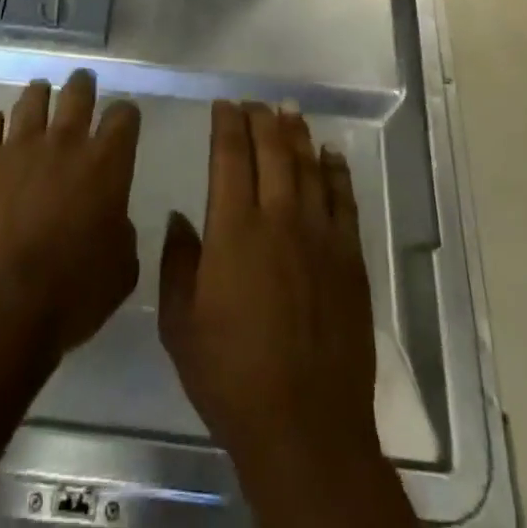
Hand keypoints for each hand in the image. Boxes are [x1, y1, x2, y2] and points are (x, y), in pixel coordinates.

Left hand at [0, 69, 141, 359]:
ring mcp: (18, 146)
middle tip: (82, 82)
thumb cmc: (69, 294)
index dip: (125, 114)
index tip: (123, 117)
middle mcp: (65, 143)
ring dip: (39, 94)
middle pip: (77, 94)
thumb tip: (113, 219)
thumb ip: (122, 233)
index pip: (124, 117)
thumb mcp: (120, 271)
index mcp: (106, 165)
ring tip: (39, 92)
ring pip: (32, 100)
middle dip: (83, 85)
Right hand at [157, 102, 381, 486]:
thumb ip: (177, 262)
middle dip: (261, 118)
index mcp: (233, 228)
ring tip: (289, 110)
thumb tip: (181, 217)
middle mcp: (278, 218)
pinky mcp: (349, 257)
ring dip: (297, 134)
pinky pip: (344, 199)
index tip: (223, 104)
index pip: (229, 156)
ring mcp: (319, 235)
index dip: (226, 124)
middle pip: (272, 150)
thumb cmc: (231, 375)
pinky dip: (336, 171)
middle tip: (254, 101)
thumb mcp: (180, 323)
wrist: (305, 425)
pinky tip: (331, 153)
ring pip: (308, 166)